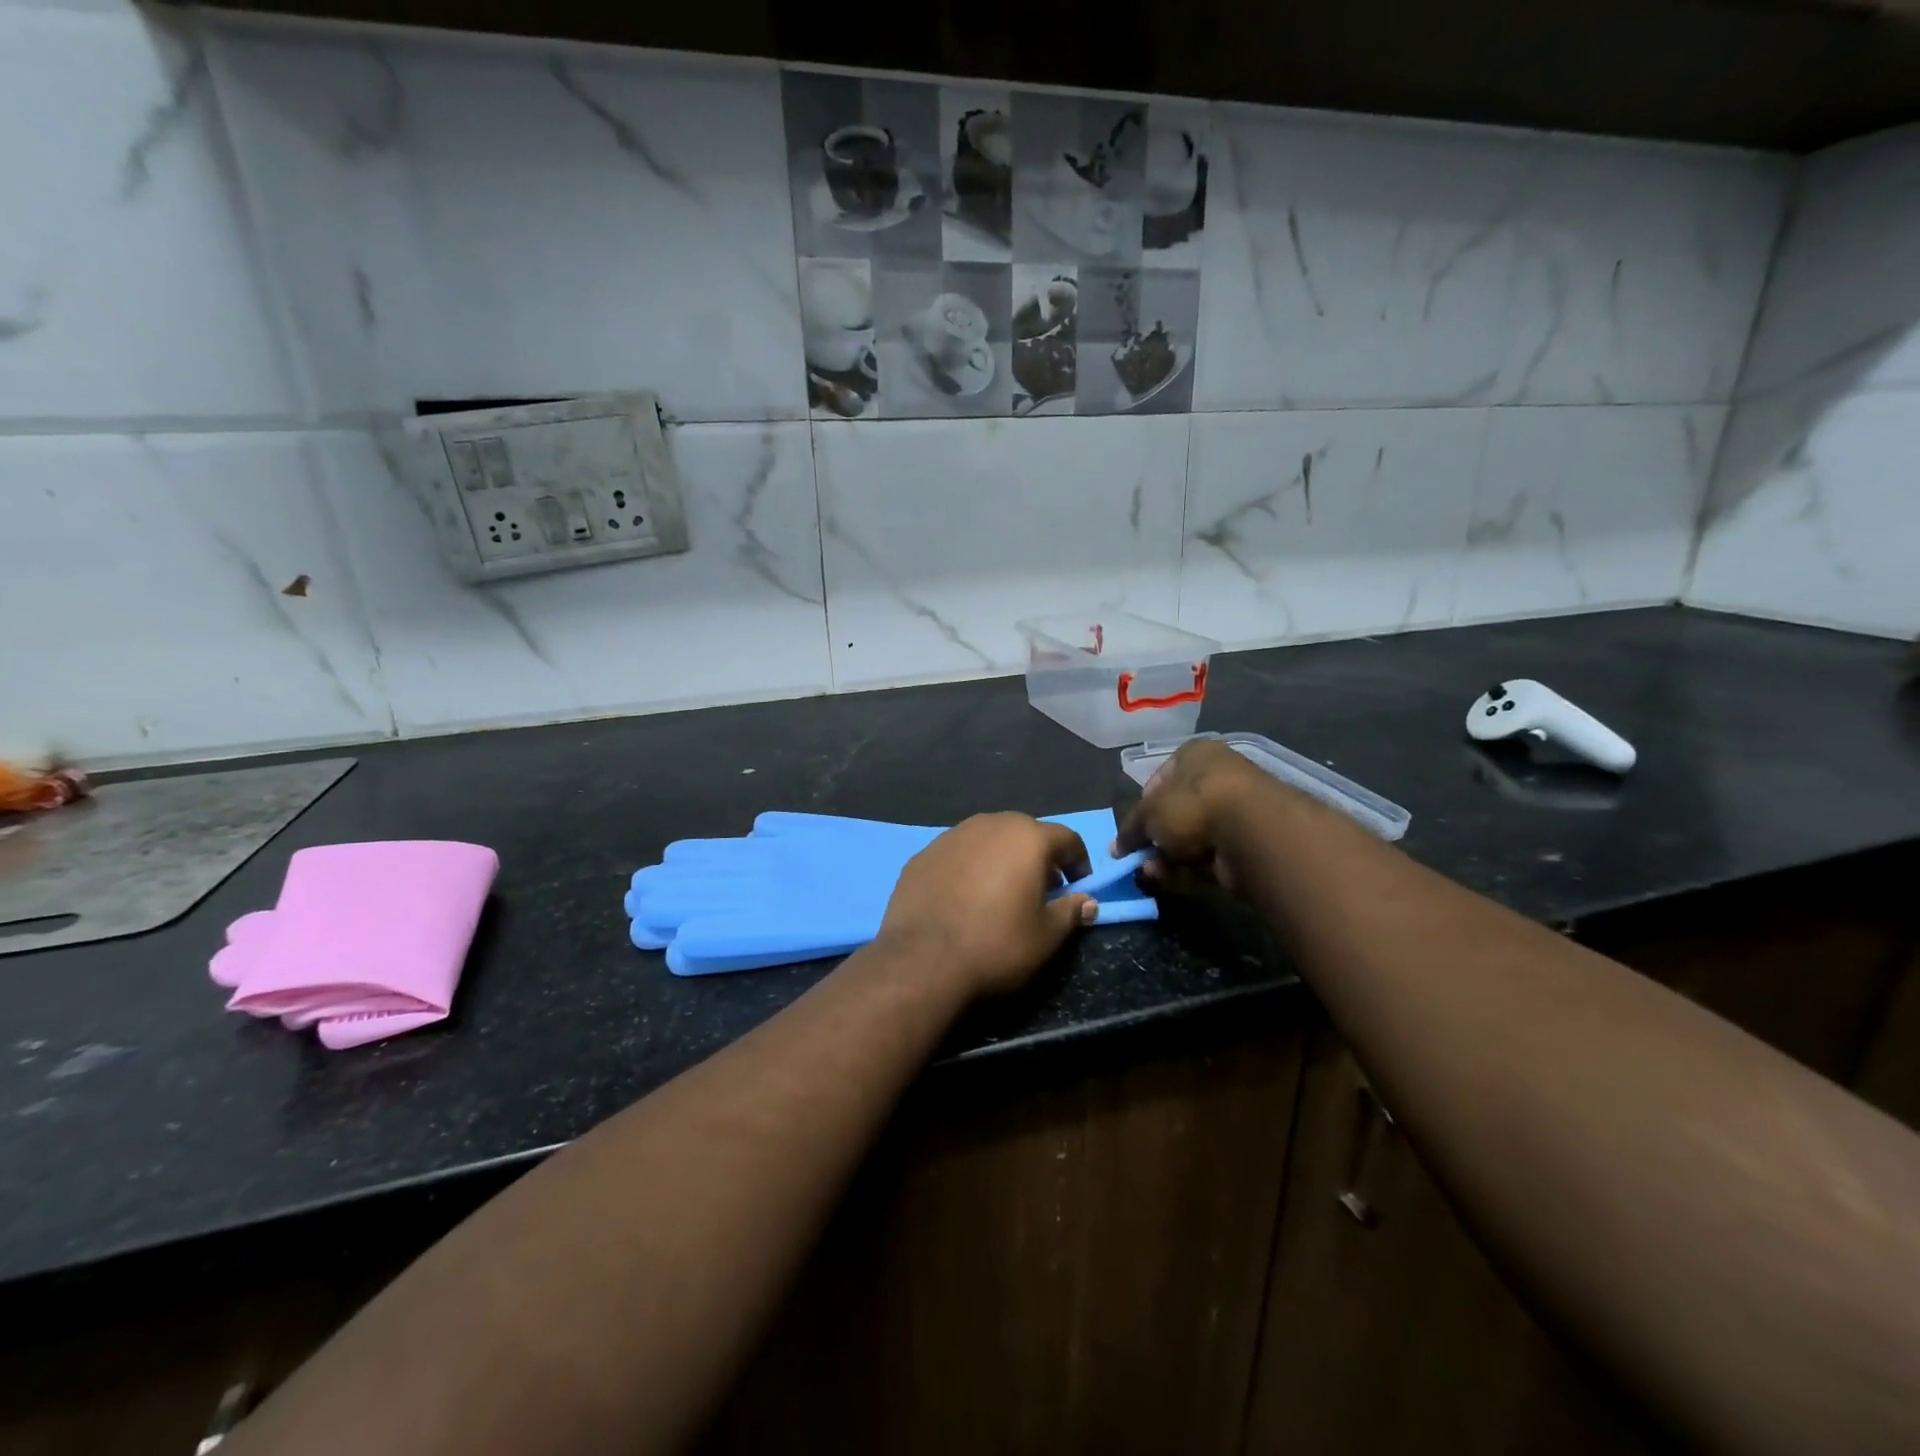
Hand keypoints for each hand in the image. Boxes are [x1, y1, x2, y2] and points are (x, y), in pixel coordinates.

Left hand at [875, 814, 1096, 998]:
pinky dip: (968, 868)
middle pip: (1024, 832)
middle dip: (1038, 857)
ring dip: (1001, 858)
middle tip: (1041, 889)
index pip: (1065, 838)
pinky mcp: (922, 855)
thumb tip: (1088, 902)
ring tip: (1001, 892)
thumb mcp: (1046, 936)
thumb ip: (1071, 912)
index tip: (1079, 887)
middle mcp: (989, 824)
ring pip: (987, 839)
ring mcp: (950, 836)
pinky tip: (963, 898)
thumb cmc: (996, 945)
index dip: (1078, 861)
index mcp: (1026, 837)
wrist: (922, 961)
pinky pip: (957, 854)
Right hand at [1115, 740, 1278, 893]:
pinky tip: (1171, 879)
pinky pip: (1207, 859)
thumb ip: (1130, 829)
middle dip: (1153, 840)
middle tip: (1138, 858)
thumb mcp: (1148, 812)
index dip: (1141, 806)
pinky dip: (1187, 870)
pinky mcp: (1245, 846)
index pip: (1159, 779)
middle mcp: (1216, 779)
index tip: (1131, 830)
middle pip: (1174, 814)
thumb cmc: (1192, 804)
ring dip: (1166, 858)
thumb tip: (1116, 848)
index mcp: (1195, 755)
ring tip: (1151, 871)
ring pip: (1189, 840)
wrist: (1251, 832)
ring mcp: (1234, 814)